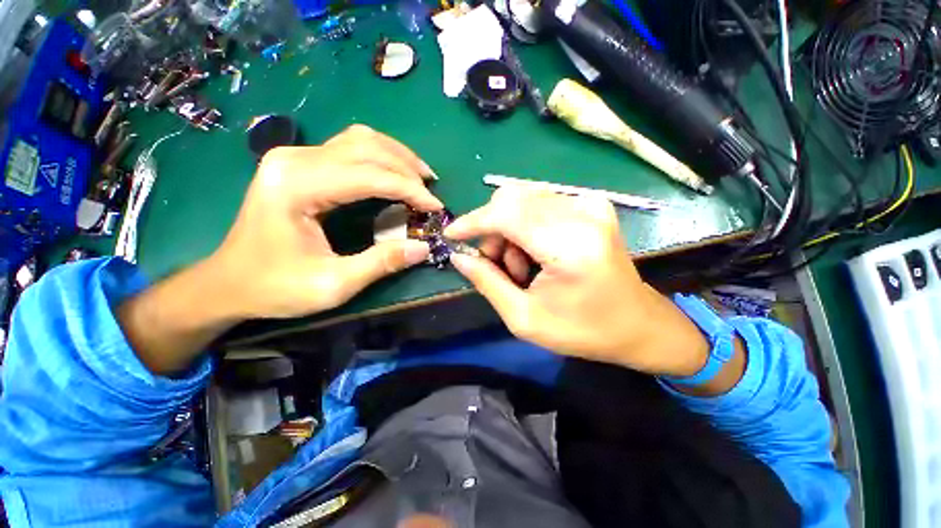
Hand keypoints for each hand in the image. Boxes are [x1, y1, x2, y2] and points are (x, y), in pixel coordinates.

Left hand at [205, 124, 441, 318]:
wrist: (229, 282)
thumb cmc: (275, 287)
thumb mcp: (333, 284)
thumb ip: (381, 263)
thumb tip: (424, 248)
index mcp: (297, 186)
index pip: (369, 176)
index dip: (409, 190)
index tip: (436, 207)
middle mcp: (295, 159)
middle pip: (366, 148)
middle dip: (408, 170)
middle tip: (432, 193)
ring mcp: (295, 156)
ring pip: (360, 140)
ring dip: (397, 157)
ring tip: (421, 179)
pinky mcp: (300, 163)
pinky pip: (350, 147)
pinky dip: (380, 157)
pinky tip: (395, 172)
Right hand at [445, 187, 710, 377]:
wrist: (636, 324)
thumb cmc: (582, 330)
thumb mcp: (525, 318)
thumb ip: (487, 282)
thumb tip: (458, 256)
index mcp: (570, 246)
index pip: (507, 214)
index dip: (473, 221)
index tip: (452, 235)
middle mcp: (583, 214)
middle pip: (512, 199)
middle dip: (491, 230)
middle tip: (495, 264)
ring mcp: (591, 204)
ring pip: (523, 199)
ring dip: (508, 229)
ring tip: (520, 266)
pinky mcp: (592, 204)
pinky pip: (540, 202)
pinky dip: (525, 225)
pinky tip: (535, 253)